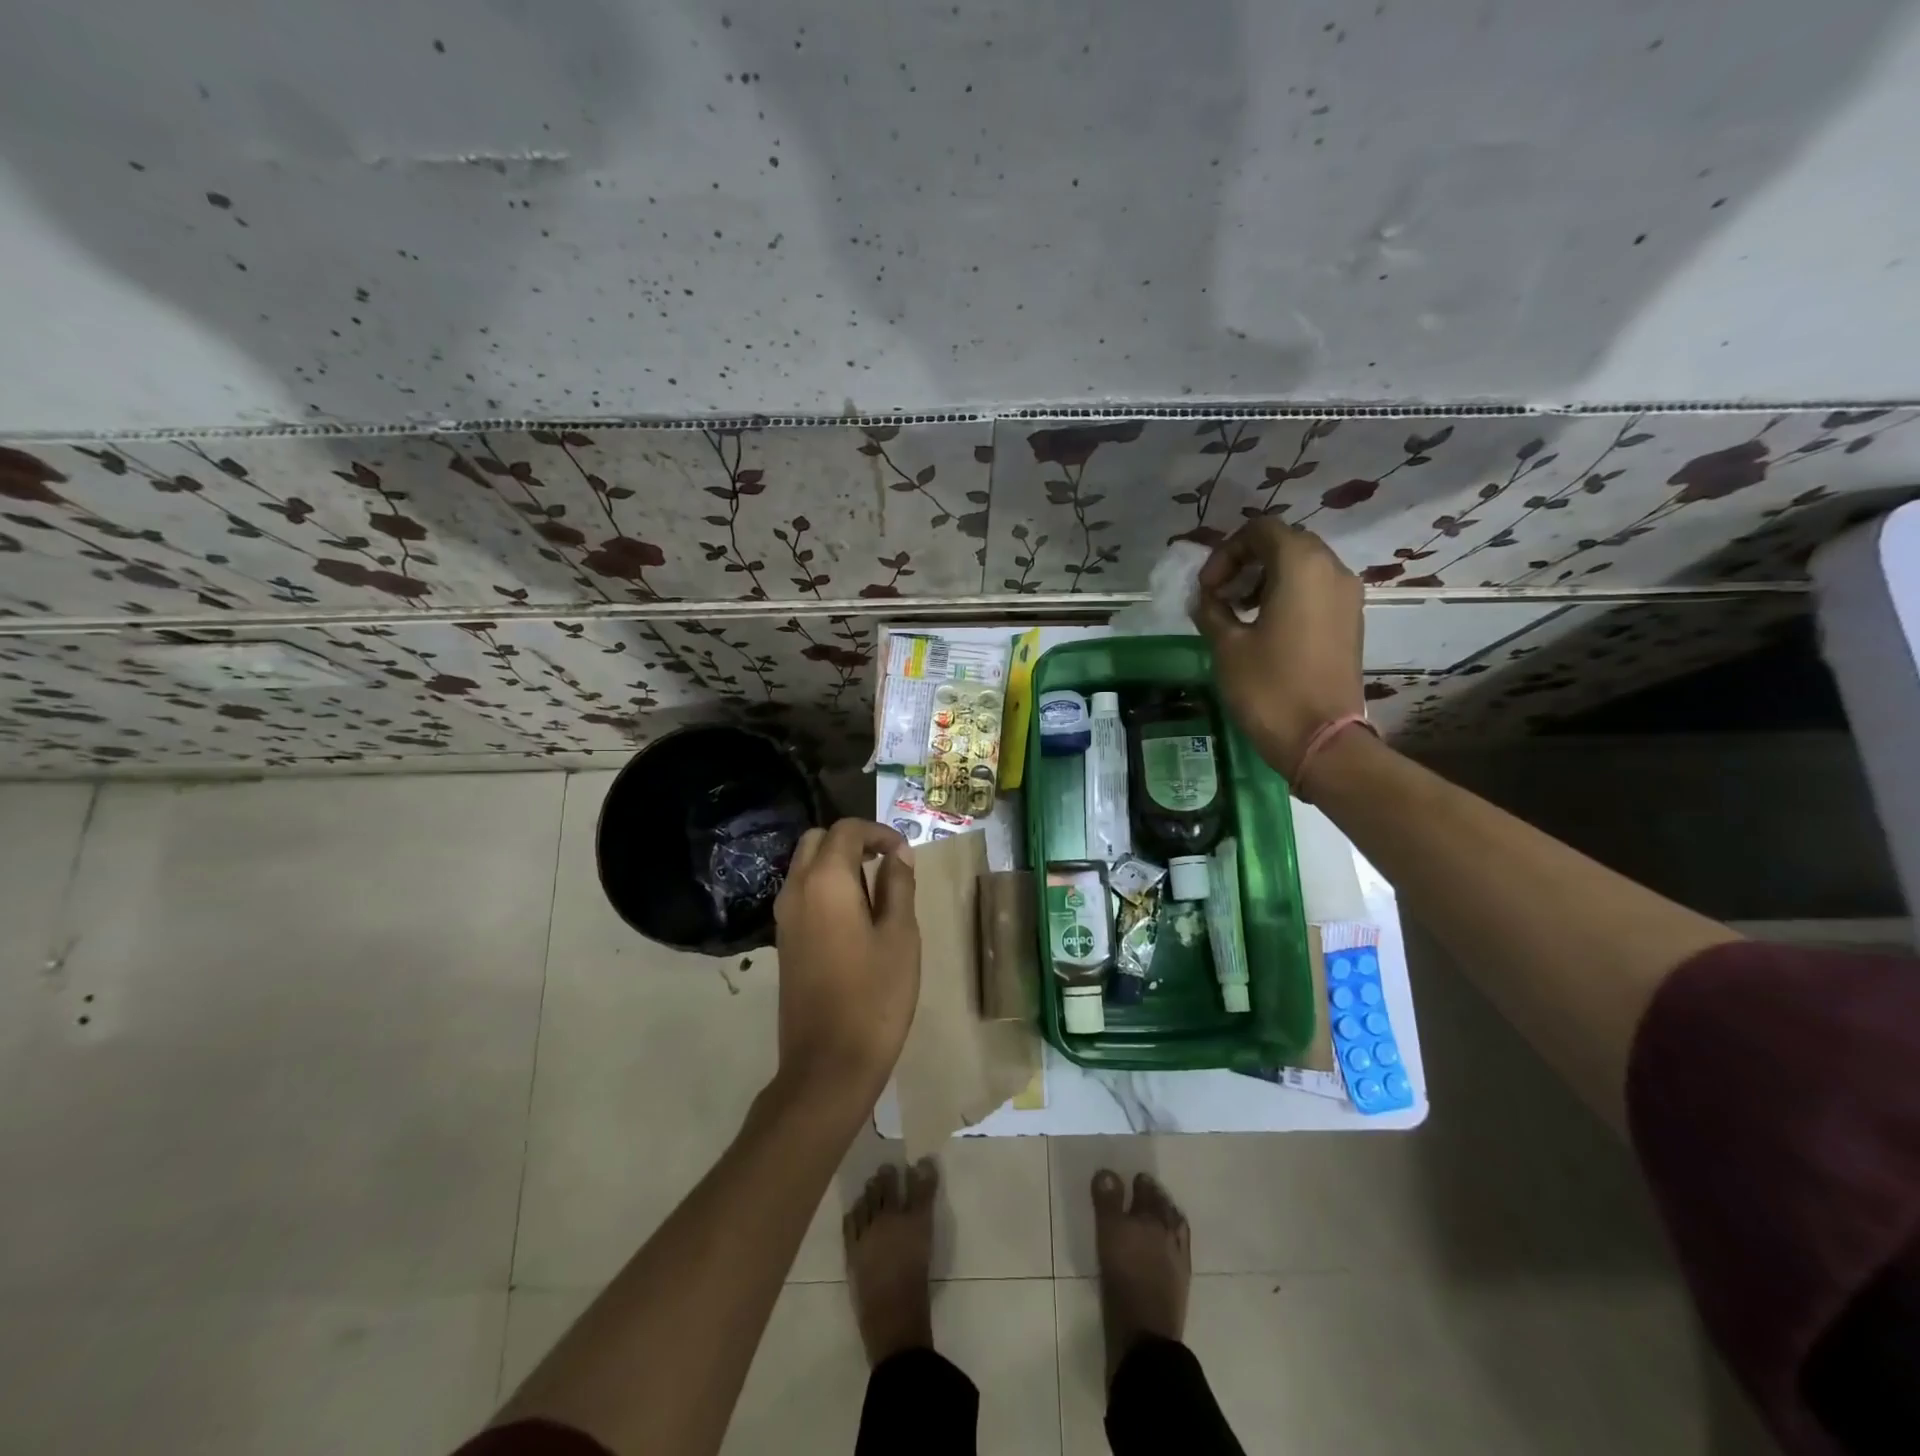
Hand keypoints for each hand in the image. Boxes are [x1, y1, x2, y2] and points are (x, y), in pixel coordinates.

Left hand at [772, 819, 918, 1110]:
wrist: (828, 1064)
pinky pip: (801, 892)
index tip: (905, 852)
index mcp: (825, 882)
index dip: (879, 832)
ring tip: (876, 888)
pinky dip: (825, 885)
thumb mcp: (900, 936)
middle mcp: (796, 890)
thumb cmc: (875, 997)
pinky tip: (855, 915)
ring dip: (837, 862)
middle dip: (852, 840)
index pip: (846, 830)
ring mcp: (784, 917)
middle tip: (887, 861)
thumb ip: (898, 886)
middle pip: (817, 840)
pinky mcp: (784, 941)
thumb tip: (898, 854)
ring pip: (805, 866)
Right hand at [1193, 520, 1365, 778]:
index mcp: (1301, 566)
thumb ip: (1212, 611)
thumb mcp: (1227, 646)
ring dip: (1266, 578)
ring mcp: (1347, 596)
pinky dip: (1288, 595)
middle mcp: (1332, 570)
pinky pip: (1316, 589)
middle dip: (1246, 562)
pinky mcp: (1351, 621)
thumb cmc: (1269, 688)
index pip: (1261, 530)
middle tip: (1220, 596)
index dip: (1227, 552)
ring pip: (1303, 566)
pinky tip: (1265, 628)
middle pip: (1285, 543)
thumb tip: (1205, 598)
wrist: (1321, 740)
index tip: (1208, 588)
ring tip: (1239, 613)